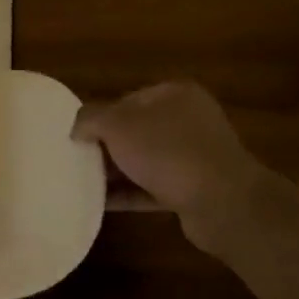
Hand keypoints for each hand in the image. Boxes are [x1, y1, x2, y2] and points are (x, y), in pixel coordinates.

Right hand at [72, 82, 261, 248]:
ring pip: (144, 160)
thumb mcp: (119, 125)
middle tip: (77, 160)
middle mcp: (188, 121)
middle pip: (136, 130)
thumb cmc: (168, 151)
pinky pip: (152, 188)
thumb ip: (91, 119)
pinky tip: (101, 203)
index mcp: (174, 95)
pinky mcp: (192, 189)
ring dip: (116, 172)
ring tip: (83, 182)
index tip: (78, 136)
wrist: (221, 201)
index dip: (101, 116)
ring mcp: (193, 156)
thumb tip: (77, 127)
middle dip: (107, 145)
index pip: (128, 99)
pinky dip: (128, 194)